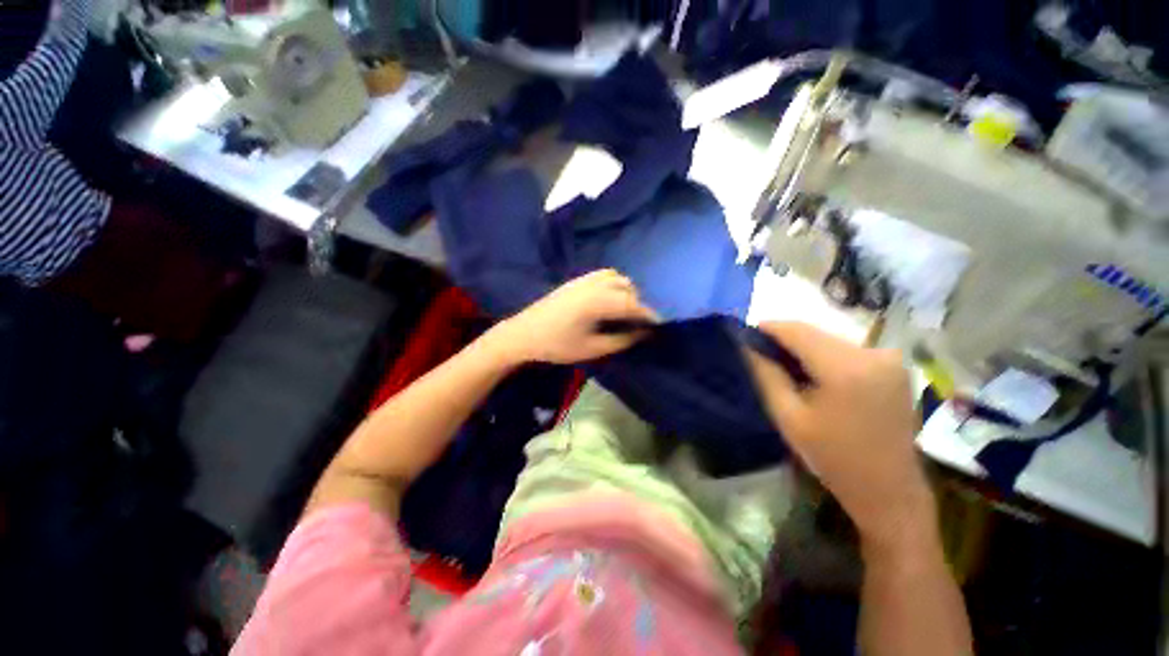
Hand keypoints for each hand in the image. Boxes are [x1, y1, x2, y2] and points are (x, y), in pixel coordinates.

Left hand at [485, 270, 658, 364]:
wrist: (523, 333)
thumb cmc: (557, 345)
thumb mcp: (593, 348)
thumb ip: (622, 340)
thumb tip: (644, 333)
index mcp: (598, 302)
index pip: (633, 305)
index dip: (649, 315)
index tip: (659, 326)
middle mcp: (594, 284)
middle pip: (627, 288)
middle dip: (638, 304)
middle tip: (639, 323)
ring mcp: (584, 279)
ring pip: (617, 278)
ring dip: (626, 291)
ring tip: (624, 311)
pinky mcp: (576, 280)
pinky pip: (604, 275)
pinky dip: (614, 284)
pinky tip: (609, 300)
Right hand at [745, 322, 934, 550]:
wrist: (889, 490)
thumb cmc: (833, 458)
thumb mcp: (789, 417)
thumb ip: (766, 374)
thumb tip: (747, 345)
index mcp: (846, 369)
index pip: (797, 330)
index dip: (768, 328)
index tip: (744, 334)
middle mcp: (873, 354)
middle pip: (814, 332)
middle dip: (784, 339)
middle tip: (760, 354)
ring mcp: (889, 359)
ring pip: (829, 339)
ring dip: (803, 348)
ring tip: (783, 367)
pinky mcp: (895, 366)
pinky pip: (847, 350)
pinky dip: (823, 356)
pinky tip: (813, 375)